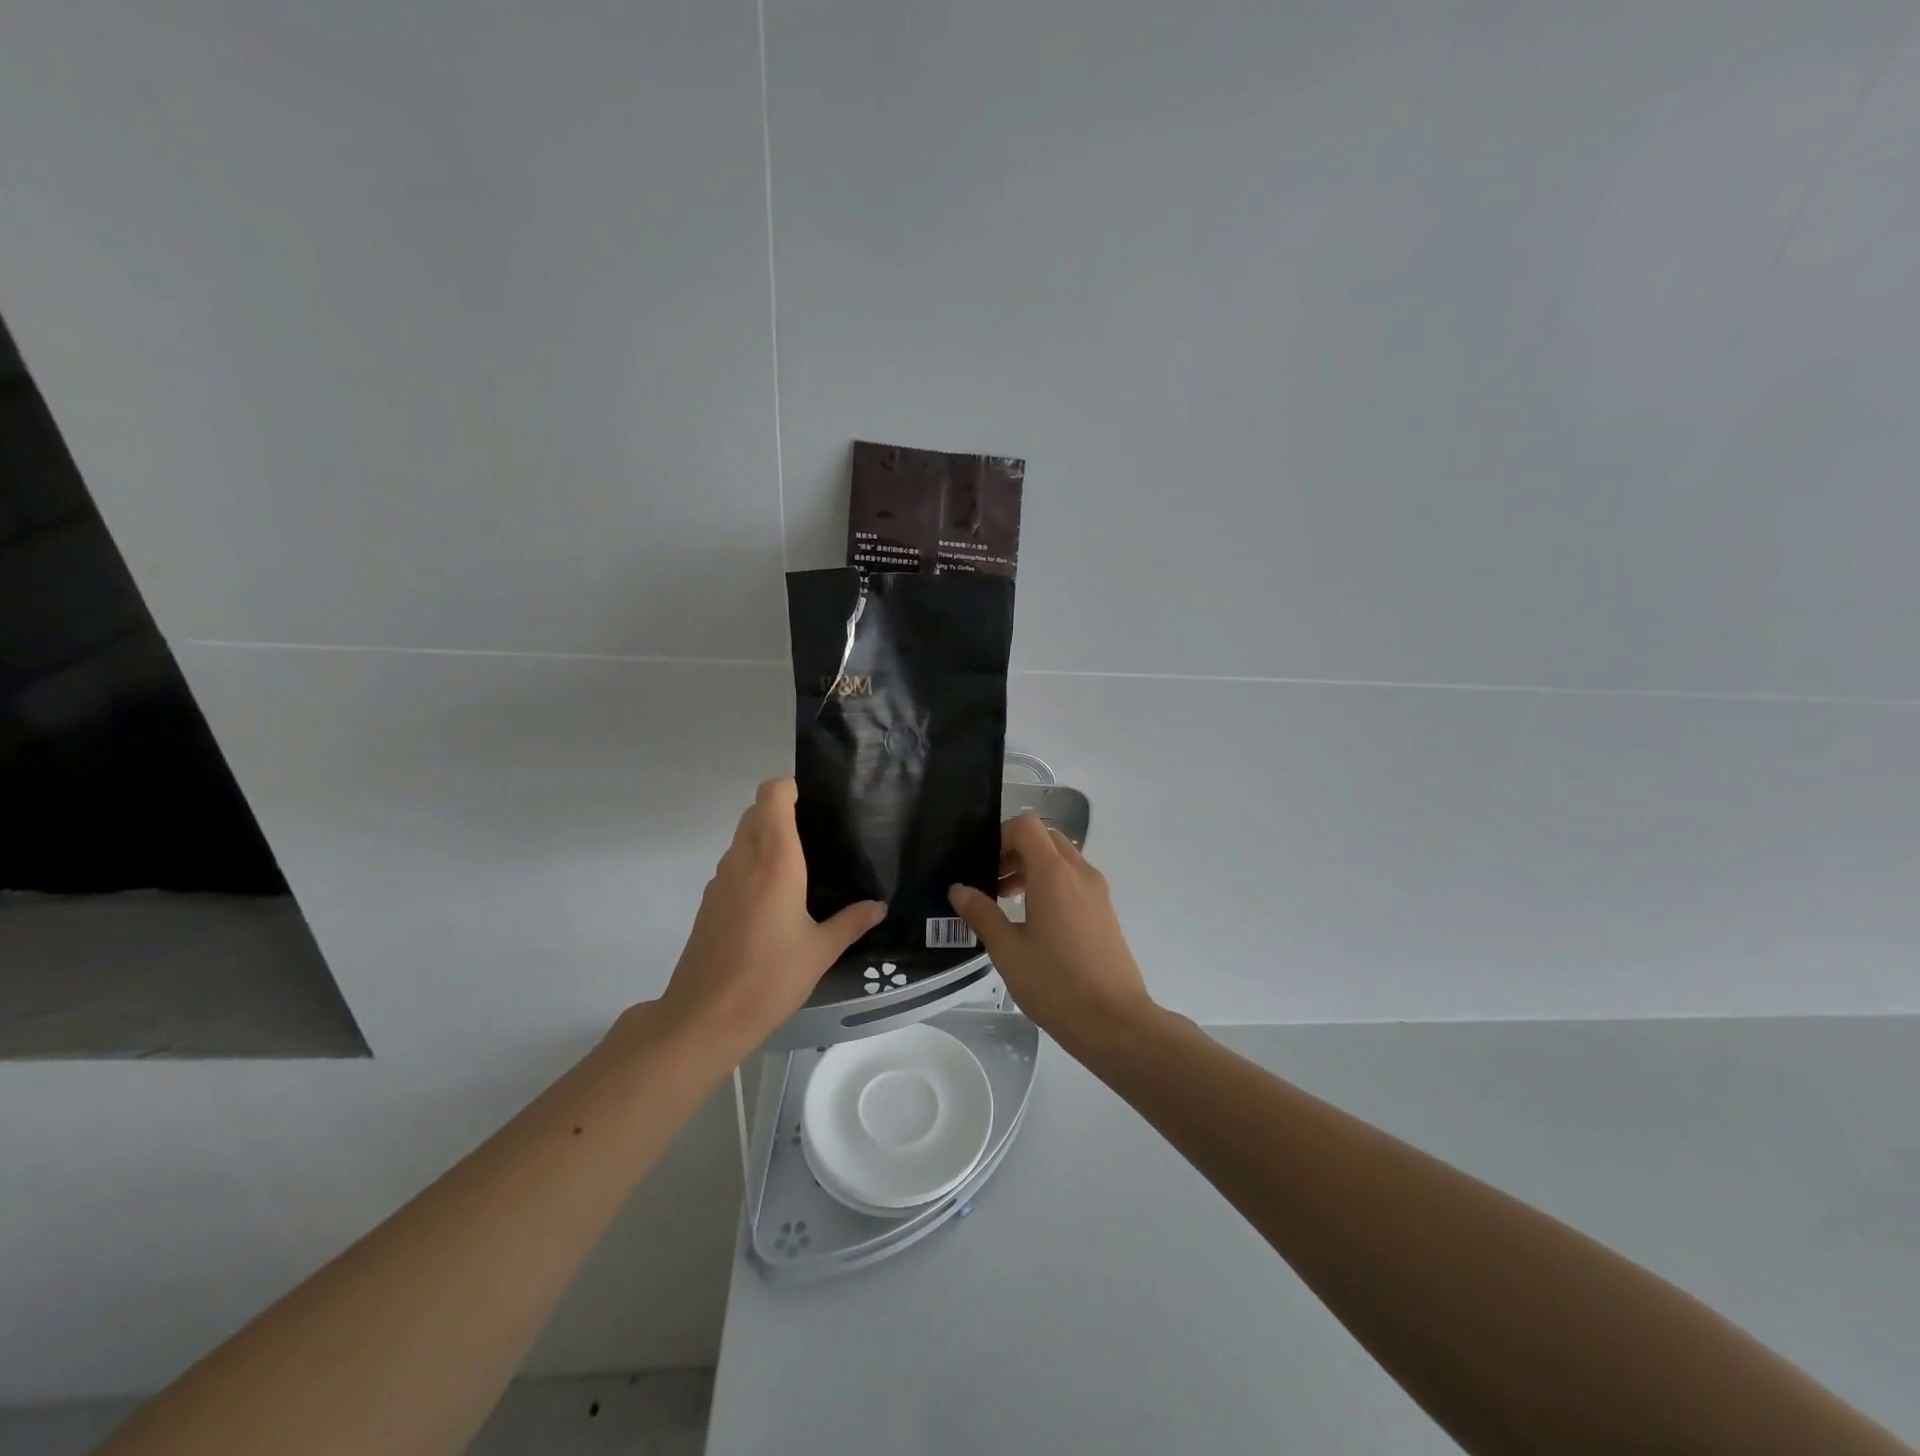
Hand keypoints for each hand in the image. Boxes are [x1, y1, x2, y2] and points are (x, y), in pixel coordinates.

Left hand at [657, 778, 884, 1058]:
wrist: (705, 1017)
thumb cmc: (770, 978)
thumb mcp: (820, 951)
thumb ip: (851, 922)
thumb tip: (878, 906)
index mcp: (774, 861)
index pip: (772, 796)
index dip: (791, 788)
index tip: (817, 803)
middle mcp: (744, 860)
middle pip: (756, 811)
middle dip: (783, 811)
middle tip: (818, 833)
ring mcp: (721, 879)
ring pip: (742, 836)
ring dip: (766, 836)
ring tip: (802, 863)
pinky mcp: (710, 901)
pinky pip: (734, 863)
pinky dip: (753, 863)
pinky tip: (776, 897)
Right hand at [948, 813, 1158, 1054]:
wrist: (1115, 1022)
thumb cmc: (1056, 985)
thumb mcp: (1008, 951)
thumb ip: (982, 914)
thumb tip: (959, 890)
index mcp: (1054, 874)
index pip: (1027, 826)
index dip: (1001, 835)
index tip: (983, 865)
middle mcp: (1080, 872)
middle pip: (1046, 838)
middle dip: (1016, 851)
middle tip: (993, 883)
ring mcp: (1098, 891)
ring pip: (1062, 858)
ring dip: (1034, 867)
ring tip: (1009, 903)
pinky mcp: (1105, 911)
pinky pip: (1075, 879)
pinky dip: (1052, 883)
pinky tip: (1035, 922)